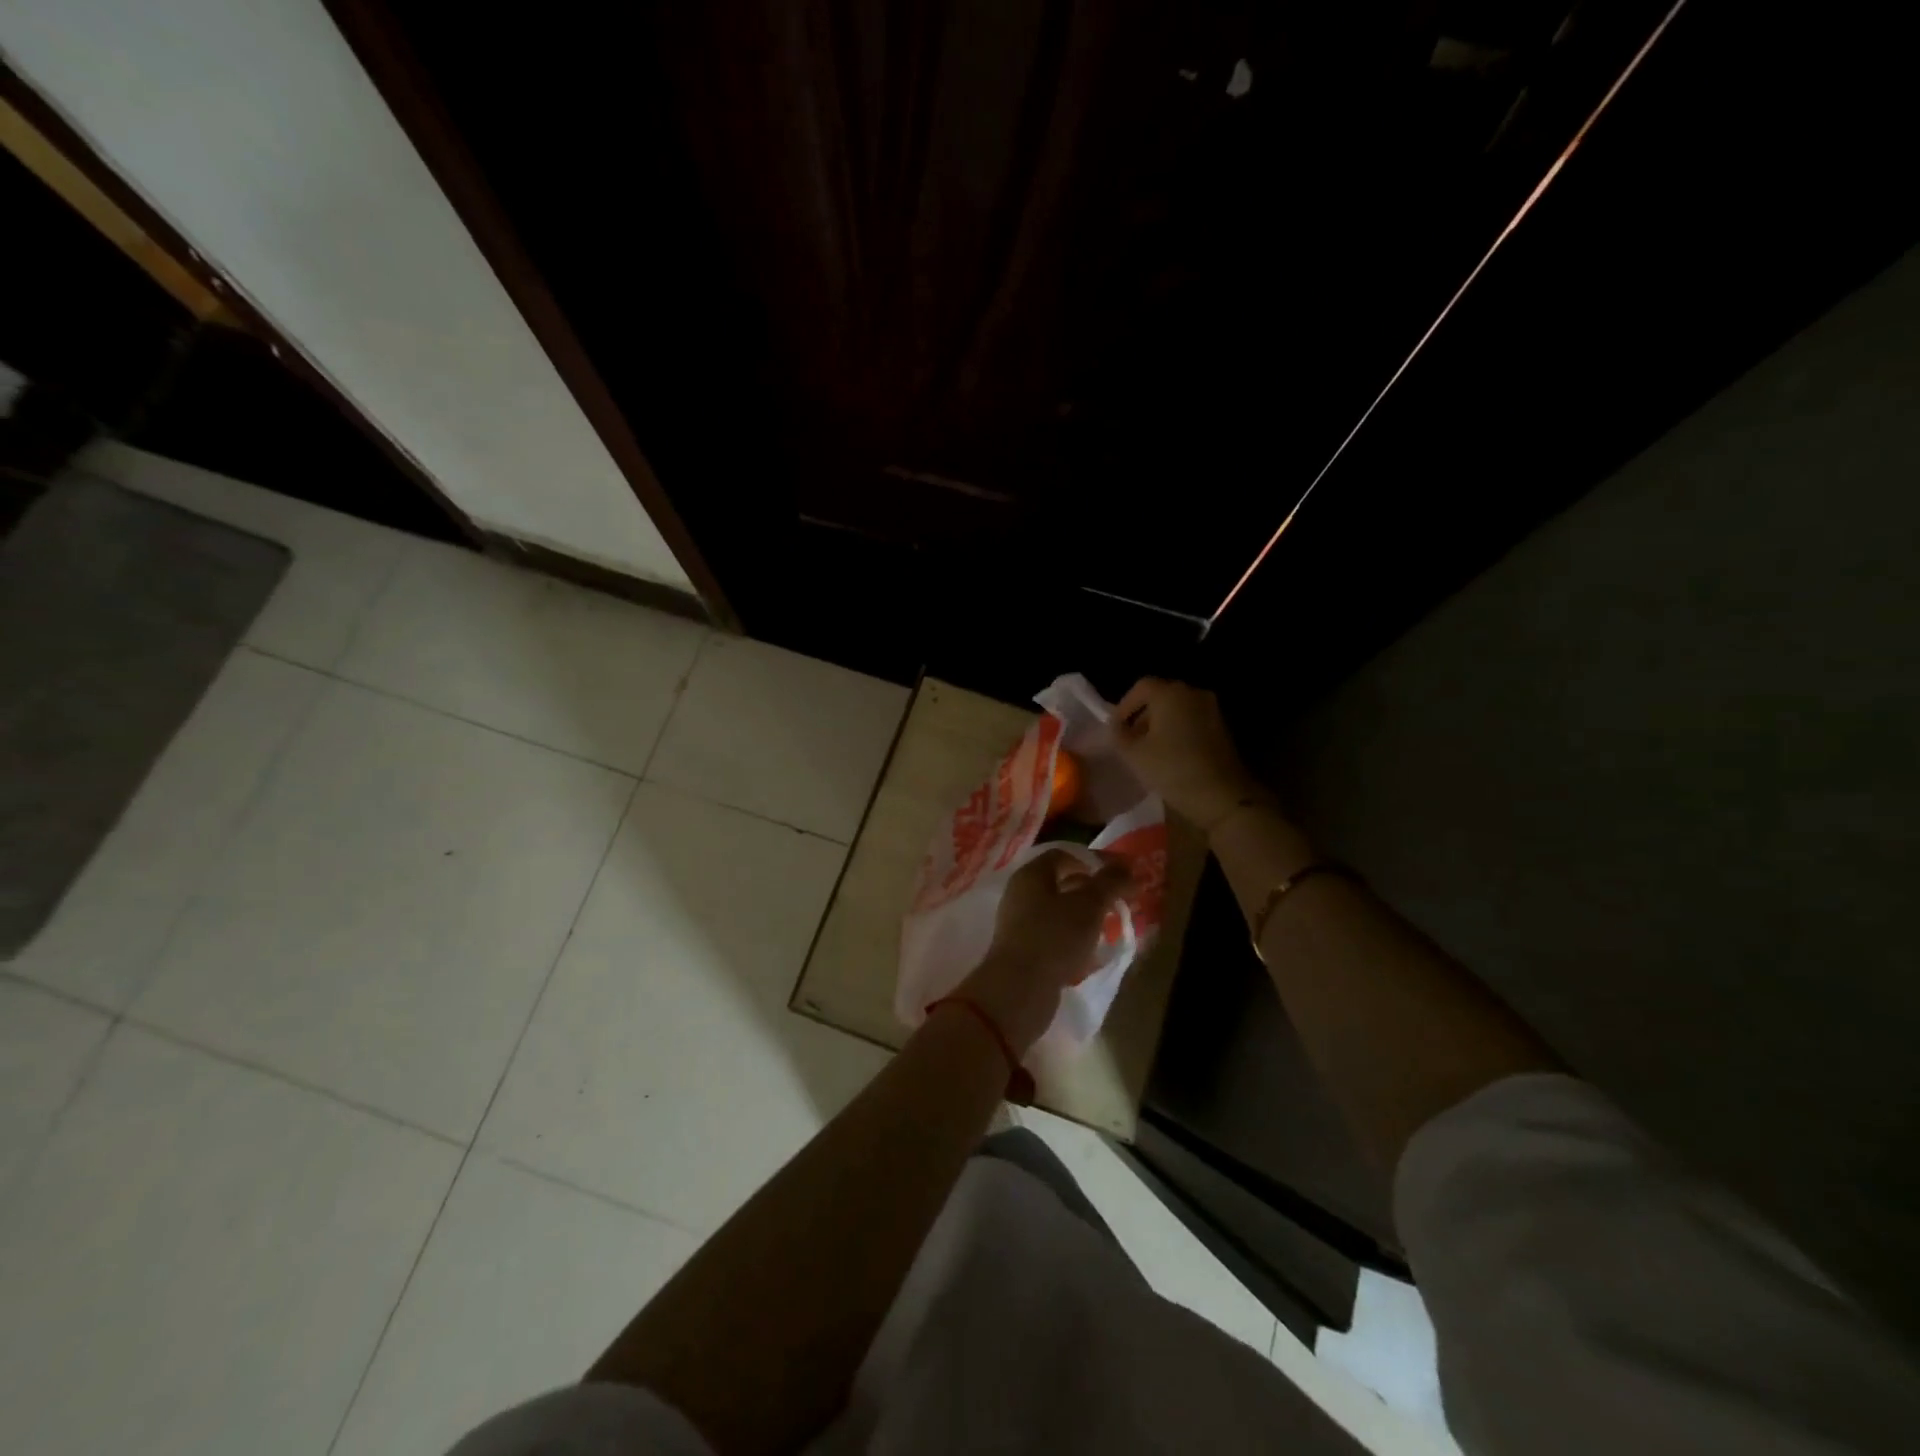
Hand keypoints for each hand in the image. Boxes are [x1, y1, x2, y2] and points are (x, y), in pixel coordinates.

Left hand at [957, 850, 1131, 1053]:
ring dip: (1083, 916)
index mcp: (1031, 874)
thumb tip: (1128, 867)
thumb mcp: (1089, 905)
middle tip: (1118, 902)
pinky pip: (1052, 935)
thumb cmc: (1055, 937)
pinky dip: (1072, 938)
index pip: (1064, 855)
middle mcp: (1020, 894)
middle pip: (1060, 882)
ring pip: (1057, 911)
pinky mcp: (1022, 950)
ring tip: (1109, 927)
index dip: (1093, 861)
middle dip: (1091, 890)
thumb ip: (1110, 883)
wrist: (1019, 990)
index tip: (1119, 876)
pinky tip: (1090, 952)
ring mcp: (1018, 923)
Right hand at [1112, 677, 1265, 831]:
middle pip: (1161, 696)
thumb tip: (1117, 726)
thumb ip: (1119, 735)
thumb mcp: (1133, 754)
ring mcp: (1212, 710)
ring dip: (1160, 724)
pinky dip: (1178, 731)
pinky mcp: (1222, 728)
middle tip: (1129, 739)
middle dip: (1142, 715)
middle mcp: (1193, 694)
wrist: (1222, 796)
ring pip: (1178, 709)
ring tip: (1148, 749)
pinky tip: (1170, 754)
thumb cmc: (1172, 769)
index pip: (1141, 687)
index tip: (1115, 727)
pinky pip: (1192, 721)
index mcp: (1170, 694)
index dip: (1124, 705)